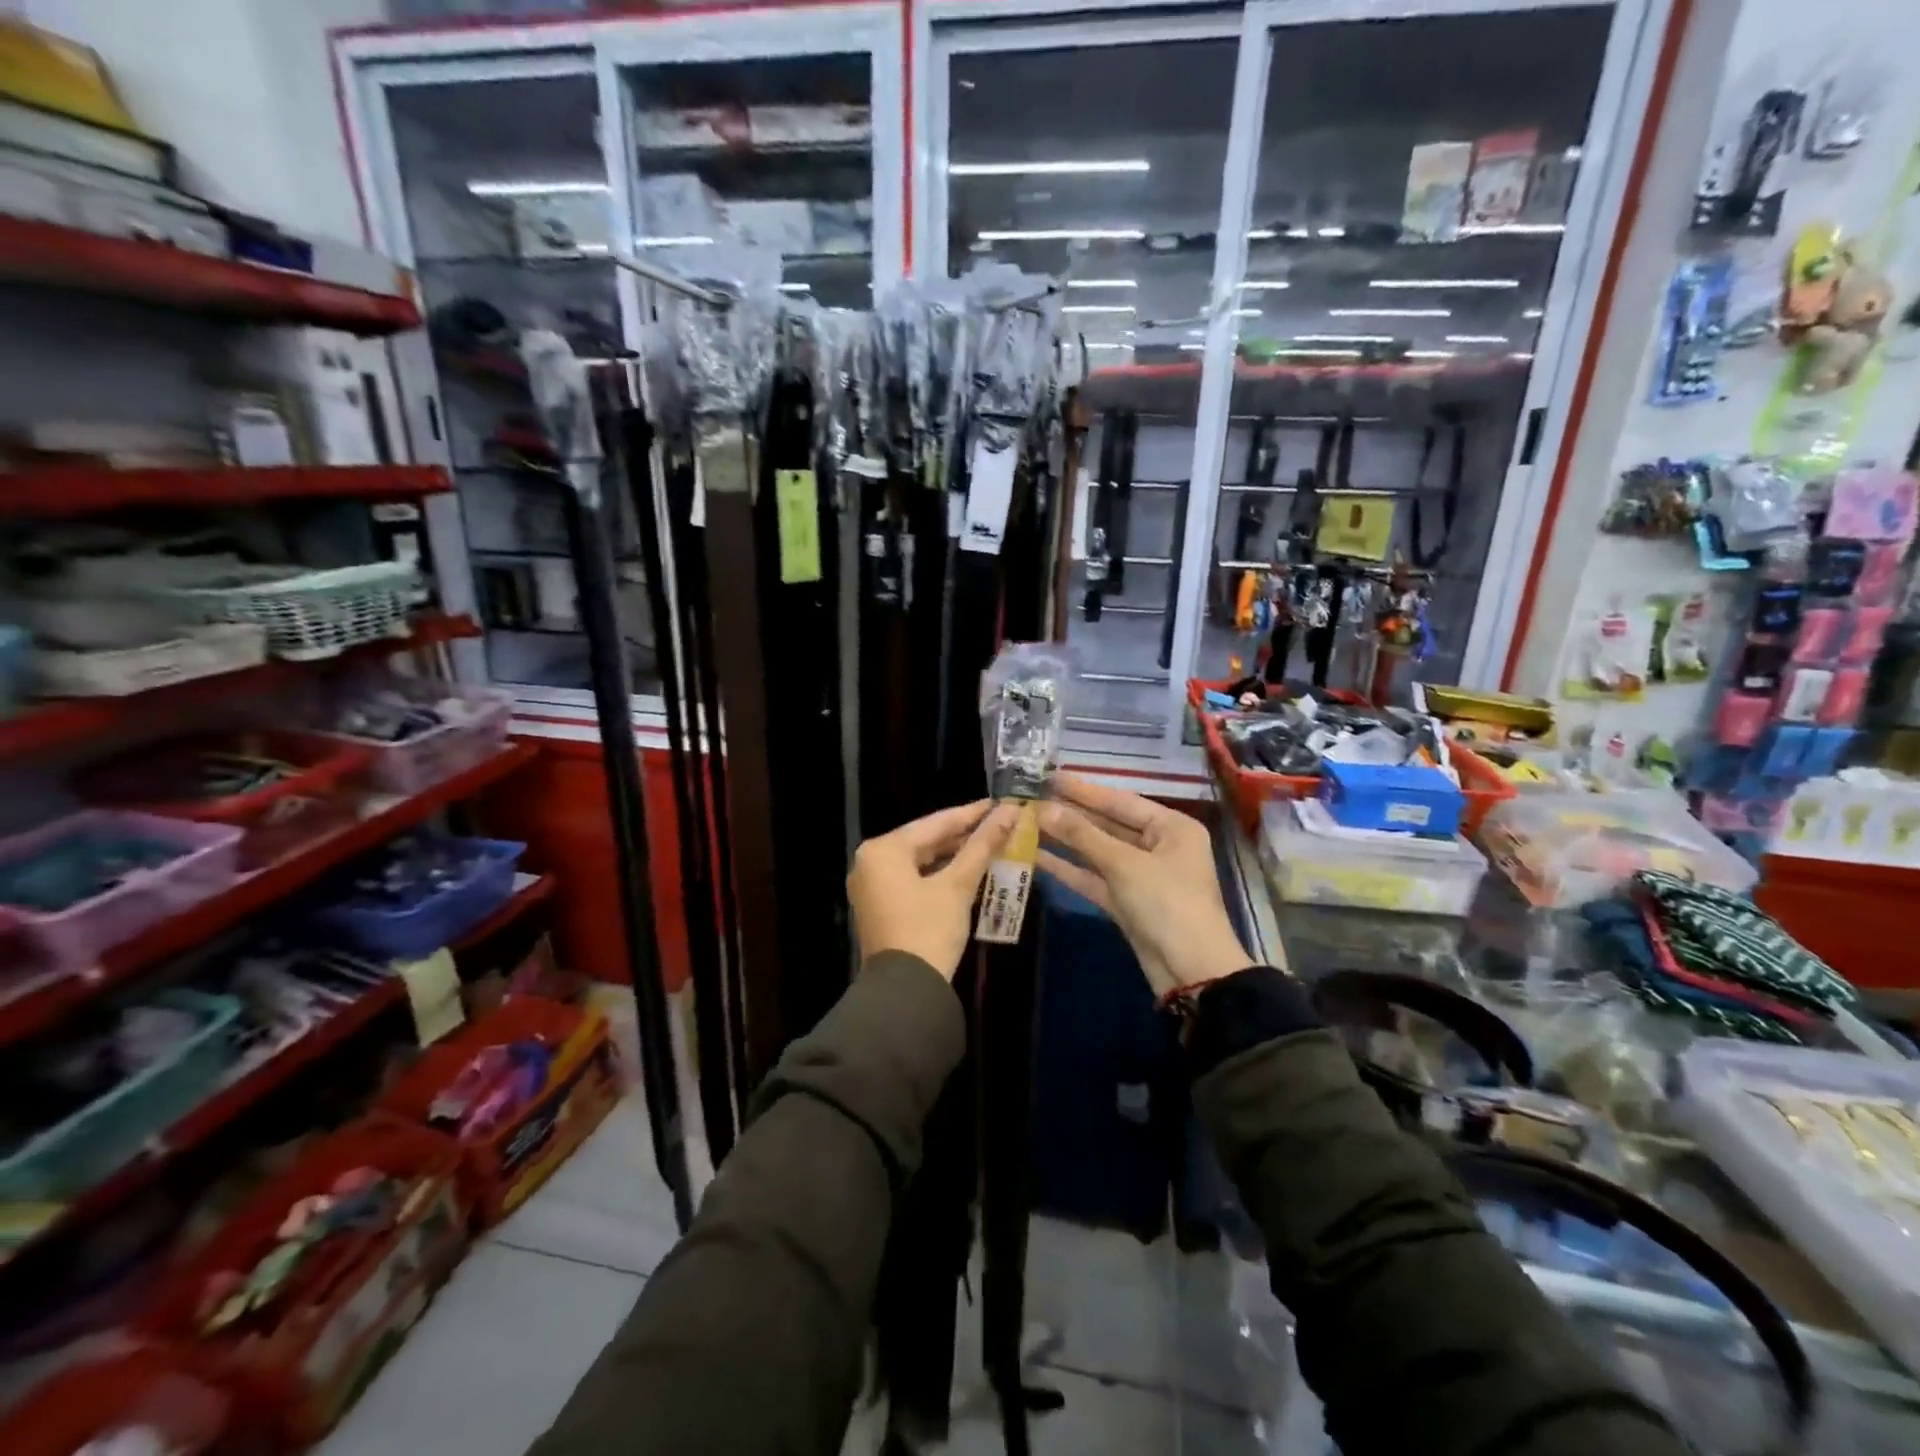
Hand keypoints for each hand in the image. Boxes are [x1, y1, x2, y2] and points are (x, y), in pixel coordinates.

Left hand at [848, 800, 1016, 979]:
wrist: (906, 992)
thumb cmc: (929, 930)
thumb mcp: (958, 886)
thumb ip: (982, 845)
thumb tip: (1010, 812)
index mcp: (884, 850)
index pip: (935, 823)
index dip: (972, 814)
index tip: (1002, 803)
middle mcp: (871, 862)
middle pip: (925, 840)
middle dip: (963, 834)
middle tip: (1000, 823)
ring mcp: (872, 885)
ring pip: (920, 860)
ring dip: (953, 854)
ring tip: (990, 844)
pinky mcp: (881, 906)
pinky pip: (913, 878)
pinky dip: (939, 874)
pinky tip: (967, 870)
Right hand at [1038, 775, 1251, 998]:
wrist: (1190, 971)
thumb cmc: (1166, 903)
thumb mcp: (1124, 864)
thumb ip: (1082, 835)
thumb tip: (1043, 808)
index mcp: (1172, 828)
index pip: (1121, 801)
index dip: (1084, 790)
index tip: (1050, 776)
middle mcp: (1159, 846)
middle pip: (1108, 824)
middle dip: (1071, 814)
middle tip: (1032, 798)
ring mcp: (1142, 876)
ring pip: (1098, 852)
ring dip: (1066, 840)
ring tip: (1028, 823)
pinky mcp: (1127, 902)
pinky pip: (1095, 878)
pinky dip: (1070, 868)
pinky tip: (1037, 856)